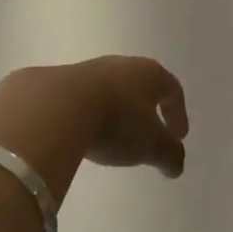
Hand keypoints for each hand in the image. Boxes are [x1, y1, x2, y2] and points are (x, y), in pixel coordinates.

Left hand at [0, 56, 189, 200]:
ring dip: (114, 112)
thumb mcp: (152, 145)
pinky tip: (79, 135)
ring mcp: (85, 70)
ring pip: (107, 91)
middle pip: (139, 85)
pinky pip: (78, 100)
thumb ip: (170, 155)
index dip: (178, 113)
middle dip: (146, 110)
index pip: (172, 89)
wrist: (54, 107)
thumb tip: (176, 166)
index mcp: (148, 73)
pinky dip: (84, 116)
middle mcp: (119, 65)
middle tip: (147, 133)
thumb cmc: (116, 121)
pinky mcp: (54, 82)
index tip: (178, 136)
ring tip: (110, 139)